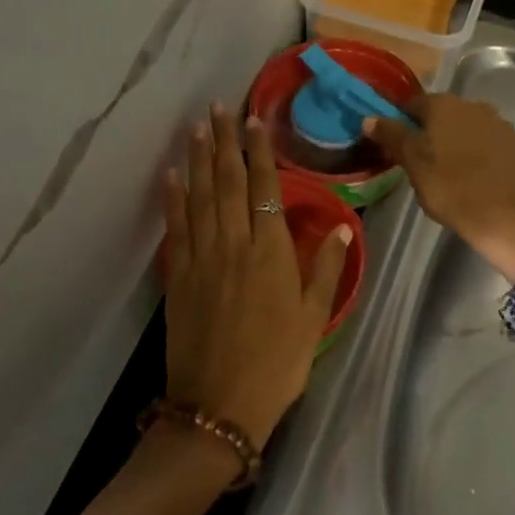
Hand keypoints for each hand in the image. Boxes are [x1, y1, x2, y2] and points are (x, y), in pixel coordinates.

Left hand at [161, 104, 352, 448]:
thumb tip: (343, 226)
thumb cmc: (277, 365)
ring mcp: (201, 258)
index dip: (259, 152)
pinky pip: (175, 228)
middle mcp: (234, 244)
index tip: (253, 121)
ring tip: (196, 127)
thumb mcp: (314, 319)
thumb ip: (326, 269)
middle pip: (228, 182)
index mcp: (270, 252)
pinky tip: (171, 175)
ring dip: (197, 159)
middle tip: (218, 107)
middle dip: (223, 142)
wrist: (218, 406)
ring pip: (199, 197)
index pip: (265, 188)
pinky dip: (173, 198)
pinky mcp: (177, 276)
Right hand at [365, 94, 514, 281]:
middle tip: (421, 162)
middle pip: (443, 115)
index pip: (413, 104)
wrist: (511, 219)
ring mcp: (502, 125)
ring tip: (450, 173)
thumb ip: (393, 137)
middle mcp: (474, 106)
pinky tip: (478, 179)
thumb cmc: (453, 190)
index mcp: (444, 106)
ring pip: (469, 129)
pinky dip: (482, 157)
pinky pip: (492, 146)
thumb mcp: (414, 165)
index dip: (401, 122)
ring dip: (457, 143)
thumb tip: (369, 118)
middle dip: (430, 132)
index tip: (395, 145)